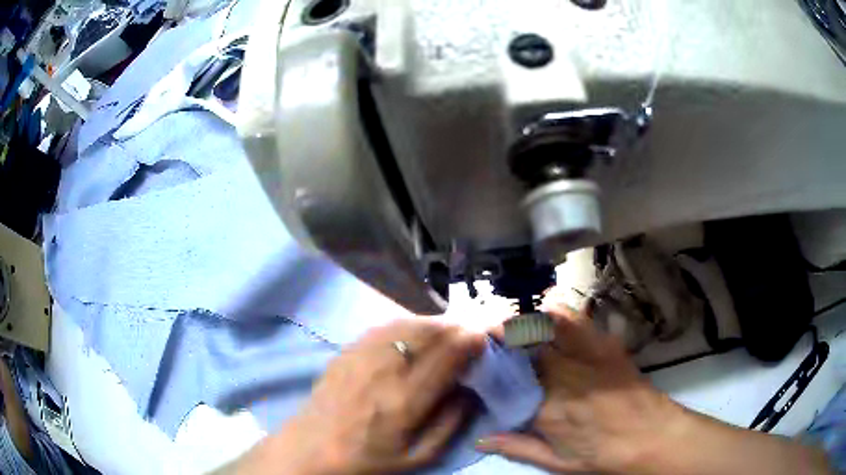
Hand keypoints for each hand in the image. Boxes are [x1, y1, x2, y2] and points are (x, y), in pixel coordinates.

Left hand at [231, 318, 484, 474]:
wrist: (312, 448)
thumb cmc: (369, 459)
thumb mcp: (419, 456)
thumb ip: (450, 423)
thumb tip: (471, 390)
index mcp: (407, 399)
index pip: (449, 354)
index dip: (472, 340)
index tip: (485, 340)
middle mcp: (386, 369)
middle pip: (430, 331)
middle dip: (457, 327)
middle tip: (469, 334)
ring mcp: (363, 355)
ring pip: (408, 323)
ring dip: (434, 324)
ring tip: (446, 333)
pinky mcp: (348, 350)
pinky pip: (385, 327)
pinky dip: (408, 325)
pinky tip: (414, 335)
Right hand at [477, 302, 682, 473]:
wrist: (652, 436)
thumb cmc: (603, 455)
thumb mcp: (557, 462)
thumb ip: (517, 448)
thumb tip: (479, 439)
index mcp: (547, 410)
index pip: (504, 381)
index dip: (486, 369)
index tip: (474, 364)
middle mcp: (564, 376)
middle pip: (523, 345)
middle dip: (502, 338)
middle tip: (490, 340)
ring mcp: (588, 355)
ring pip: (549, 322)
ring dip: (528, 319)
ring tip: (515, 323)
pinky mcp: (607, 344)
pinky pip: (577, 319)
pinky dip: (557, 313)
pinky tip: (549, 316)